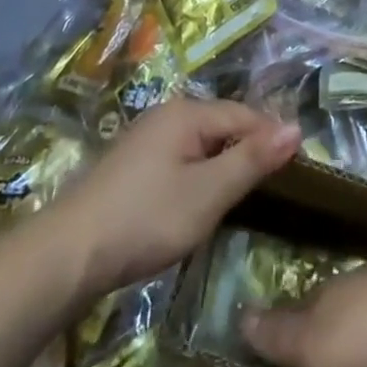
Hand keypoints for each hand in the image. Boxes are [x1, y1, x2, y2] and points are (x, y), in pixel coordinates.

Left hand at [50, 99, 299, 296]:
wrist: (69, 253)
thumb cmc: (146, 219)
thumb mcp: (208, 193)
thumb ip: (252, 159)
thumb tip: (295, 126)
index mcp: (187, 112)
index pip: (245, 114)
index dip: (272, 138)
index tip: (297, 170)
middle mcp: (166, 115)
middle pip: (222, 125)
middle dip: (247, 151)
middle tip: (271, 191)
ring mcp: (146, 139)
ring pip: (200, 145)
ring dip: (223, 166)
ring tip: (241, 200)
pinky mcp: (132, 165)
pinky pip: (181, 159)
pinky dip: (199, 176)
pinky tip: (200, 203)